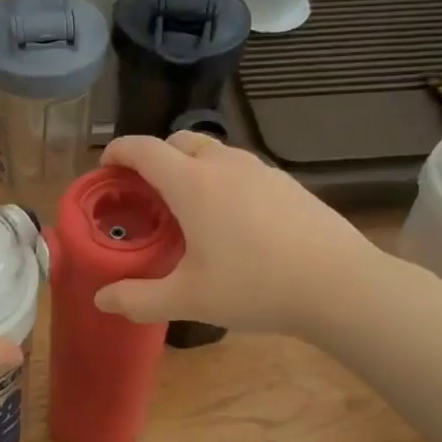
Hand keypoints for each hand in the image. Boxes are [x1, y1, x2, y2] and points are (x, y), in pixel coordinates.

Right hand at [94, 133, 389, 337]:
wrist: (340, 284)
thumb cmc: (255, 286)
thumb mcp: (188, 299)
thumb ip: (139, 299)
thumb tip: (102, 300)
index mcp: (192, 183)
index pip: (144, 149)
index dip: (119, 151)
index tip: (106, 166)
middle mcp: (225, 165)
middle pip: (180, 141)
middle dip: (155, 157)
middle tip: (146, 192)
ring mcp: (262, 171)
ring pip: (215, 153)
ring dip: (192, 167)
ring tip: (189, 206)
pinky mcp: (289, 184)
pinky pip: (243, 170)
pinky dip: (223, 180)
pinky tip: (234, 220)